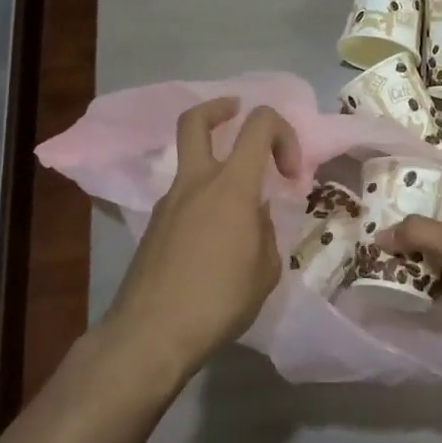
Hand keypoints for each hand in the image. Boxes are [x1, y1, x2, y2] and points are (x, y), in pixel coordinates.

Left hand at [103, 98, 299, 374]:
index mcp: (231, 186)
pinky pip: (183, 198)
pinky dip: (203, 202)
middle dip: (220, 108)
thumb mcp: (265, 270)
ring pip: (190, 162)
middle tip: (238, 114)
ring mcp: (168, 203)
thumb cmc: (219, 301)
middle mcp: (196, 183)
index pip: (259, 125)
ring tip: (240, 210)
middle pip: (196, 120)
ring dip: (216, 167)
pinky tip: (215, 242)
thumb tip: (256, 216)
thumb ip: (265, 231)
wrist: (151, 334)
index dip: (283, 134)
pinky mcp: (154, 227)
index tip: (290, 172)